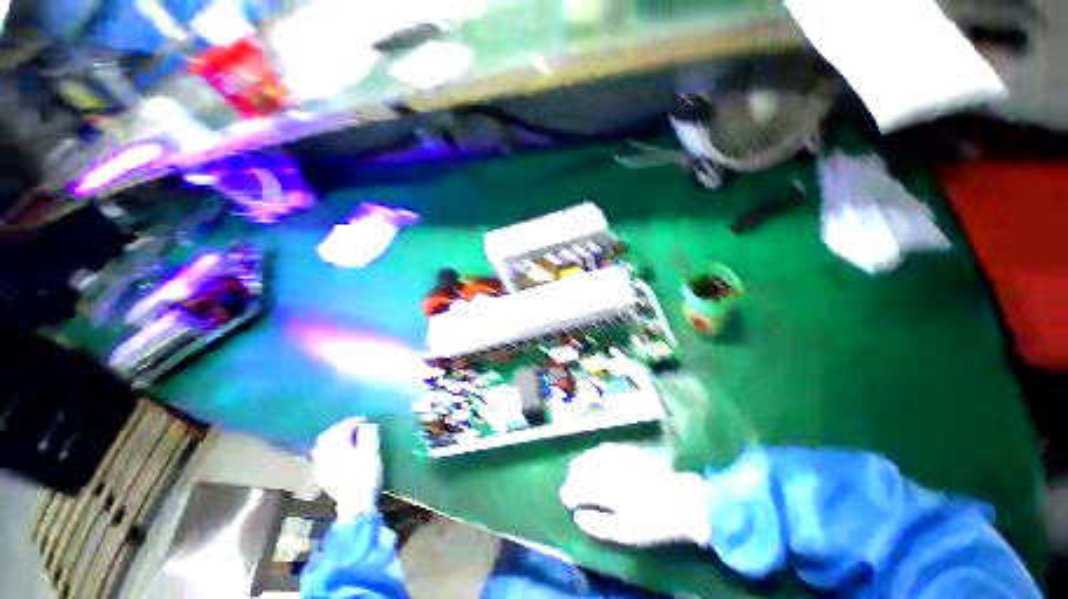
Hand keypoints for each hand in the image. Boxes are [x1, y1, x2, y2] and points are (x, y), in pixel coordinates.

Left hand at [311, 417, 381, 522]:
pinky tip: (336, 453)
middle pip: (329, 433)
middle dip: (342, 427)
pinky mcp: (321, 475)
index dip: (355, 420)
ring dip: (333, 438)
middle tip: (356, 427)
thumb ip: (369, 434)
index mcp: (337, 445)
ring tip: (346, 438)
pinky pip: (320, 456)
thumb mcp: (373, 451)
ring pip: (322, 444)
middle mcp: (325, 453)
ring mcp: (320, 465)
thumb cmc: (366, 475)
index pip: (343, 426)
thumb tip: (366, 424)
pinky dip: (328, 450)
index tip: (367, 420)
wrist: (355, 503)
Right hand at [559, 443, 710, 546]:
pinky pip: (603, 448)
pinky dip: (594, 454)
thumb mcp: (626, 534)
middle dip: (573, 477)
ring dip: (581, 464)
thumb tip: (578, 516)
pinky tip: (596, 460)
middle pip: (581, 466)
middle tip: (572, 488)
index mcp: (605, 488)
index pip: (577, 487)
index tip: (567, 501)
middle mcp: (607, 467)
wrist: (682, 500)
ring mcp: (617, 455)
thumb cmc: (654, 522)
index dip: (569, 494)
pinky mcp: (627, 449)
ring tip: (580, 474)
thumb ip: (598, 525)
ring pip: (590, 454)